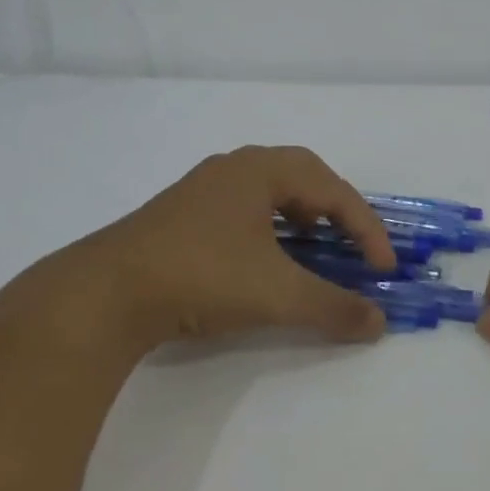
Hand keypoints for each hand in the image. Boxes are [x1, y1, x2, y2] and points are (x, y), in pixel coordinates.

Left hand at [63, 145, 397, 358]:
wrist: (105, 294)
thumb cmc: (201, 276)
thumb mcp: (277, 293)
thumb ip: (333, 306)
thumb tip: (379, 321)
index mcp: (260, 169)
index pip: (332, 189)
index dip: (366, 228)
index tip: (383, 268)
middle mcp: (233, 169)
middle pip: (302, 178)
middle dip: (336, 212)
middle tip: (352, 246)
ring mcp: (202, 190)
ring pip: (269, 193)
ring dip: (301, 219)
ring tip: (314, 250)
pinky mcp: (180, 216)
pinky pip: (243, 210)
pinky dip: (269, 230)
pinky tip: (265, 261)